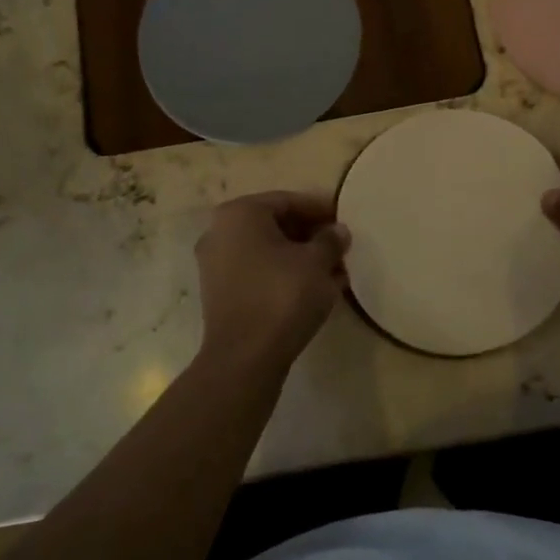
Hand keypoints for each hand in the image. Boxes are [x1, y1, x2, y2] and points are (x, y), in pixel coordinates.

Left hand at [195, 192, 349, 376]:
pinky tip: (314, 290)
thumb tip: (338, 231)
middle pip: (276, 225)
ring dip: (301, 258)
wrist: (244, 358)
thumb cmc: (282, 296)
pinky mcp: (220, 294)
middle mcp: (220, 232)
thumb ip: (330, 240)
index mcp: (240, 213)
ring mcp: (216, 264)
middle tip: (340, 248)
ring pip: (268, 251)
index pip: (288, 201)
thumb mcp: (317, 262)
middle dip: (311, 236)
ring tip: (334, 272)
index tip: (344, 221)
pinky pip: (258, 273)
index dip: (320, 210)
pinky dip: (284, 275)